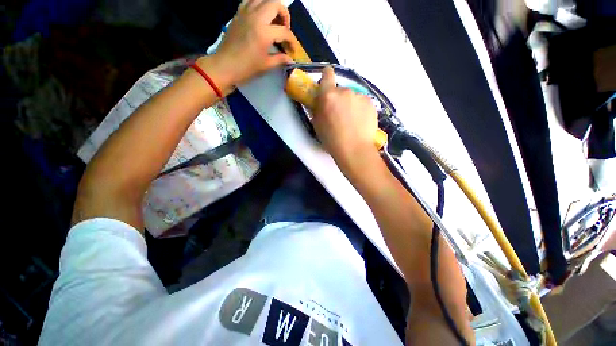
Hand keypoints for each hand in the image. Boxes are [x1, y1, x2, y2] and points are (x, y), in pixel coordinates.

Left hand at [206, 0, 293, 94]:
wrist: (224, 66)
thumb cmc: (246, 68)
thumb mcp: (266, 65)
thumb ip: (280, 59)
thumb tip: (291, 59)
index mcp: (264, 32)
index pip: (284, 31)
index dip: (292, 41)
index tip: (293, 51)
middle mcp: (256, 17)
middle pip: (275, 4)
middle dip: (284, 15)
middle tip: (284, 29)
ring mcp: (245, 13)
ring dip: (272, 7)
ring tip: (273, 21)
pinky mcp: (238, 13)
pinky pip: (250, 1)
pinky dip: (258, 5)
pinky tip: (261, 17)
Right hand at [312, 66, 378, 168]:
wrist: (354, 149)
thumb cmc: (332, 139)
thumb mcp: (317, 125)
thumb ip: (317, 109)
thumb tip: (320, 102)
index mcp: (328, 95)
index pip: (327, 74)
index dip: (326, 76)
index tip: (326, 82)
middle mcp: (345, 91)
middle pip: (340, 90)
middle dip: (338, 99)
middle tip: (338, 114)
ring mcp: (359, 96)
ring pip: (352, 97)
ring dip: (350, 104)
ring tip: (351, 121)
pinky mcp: (370, 103)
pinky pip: (362, 103)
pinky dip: (360, 109)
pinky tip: (359, 122)